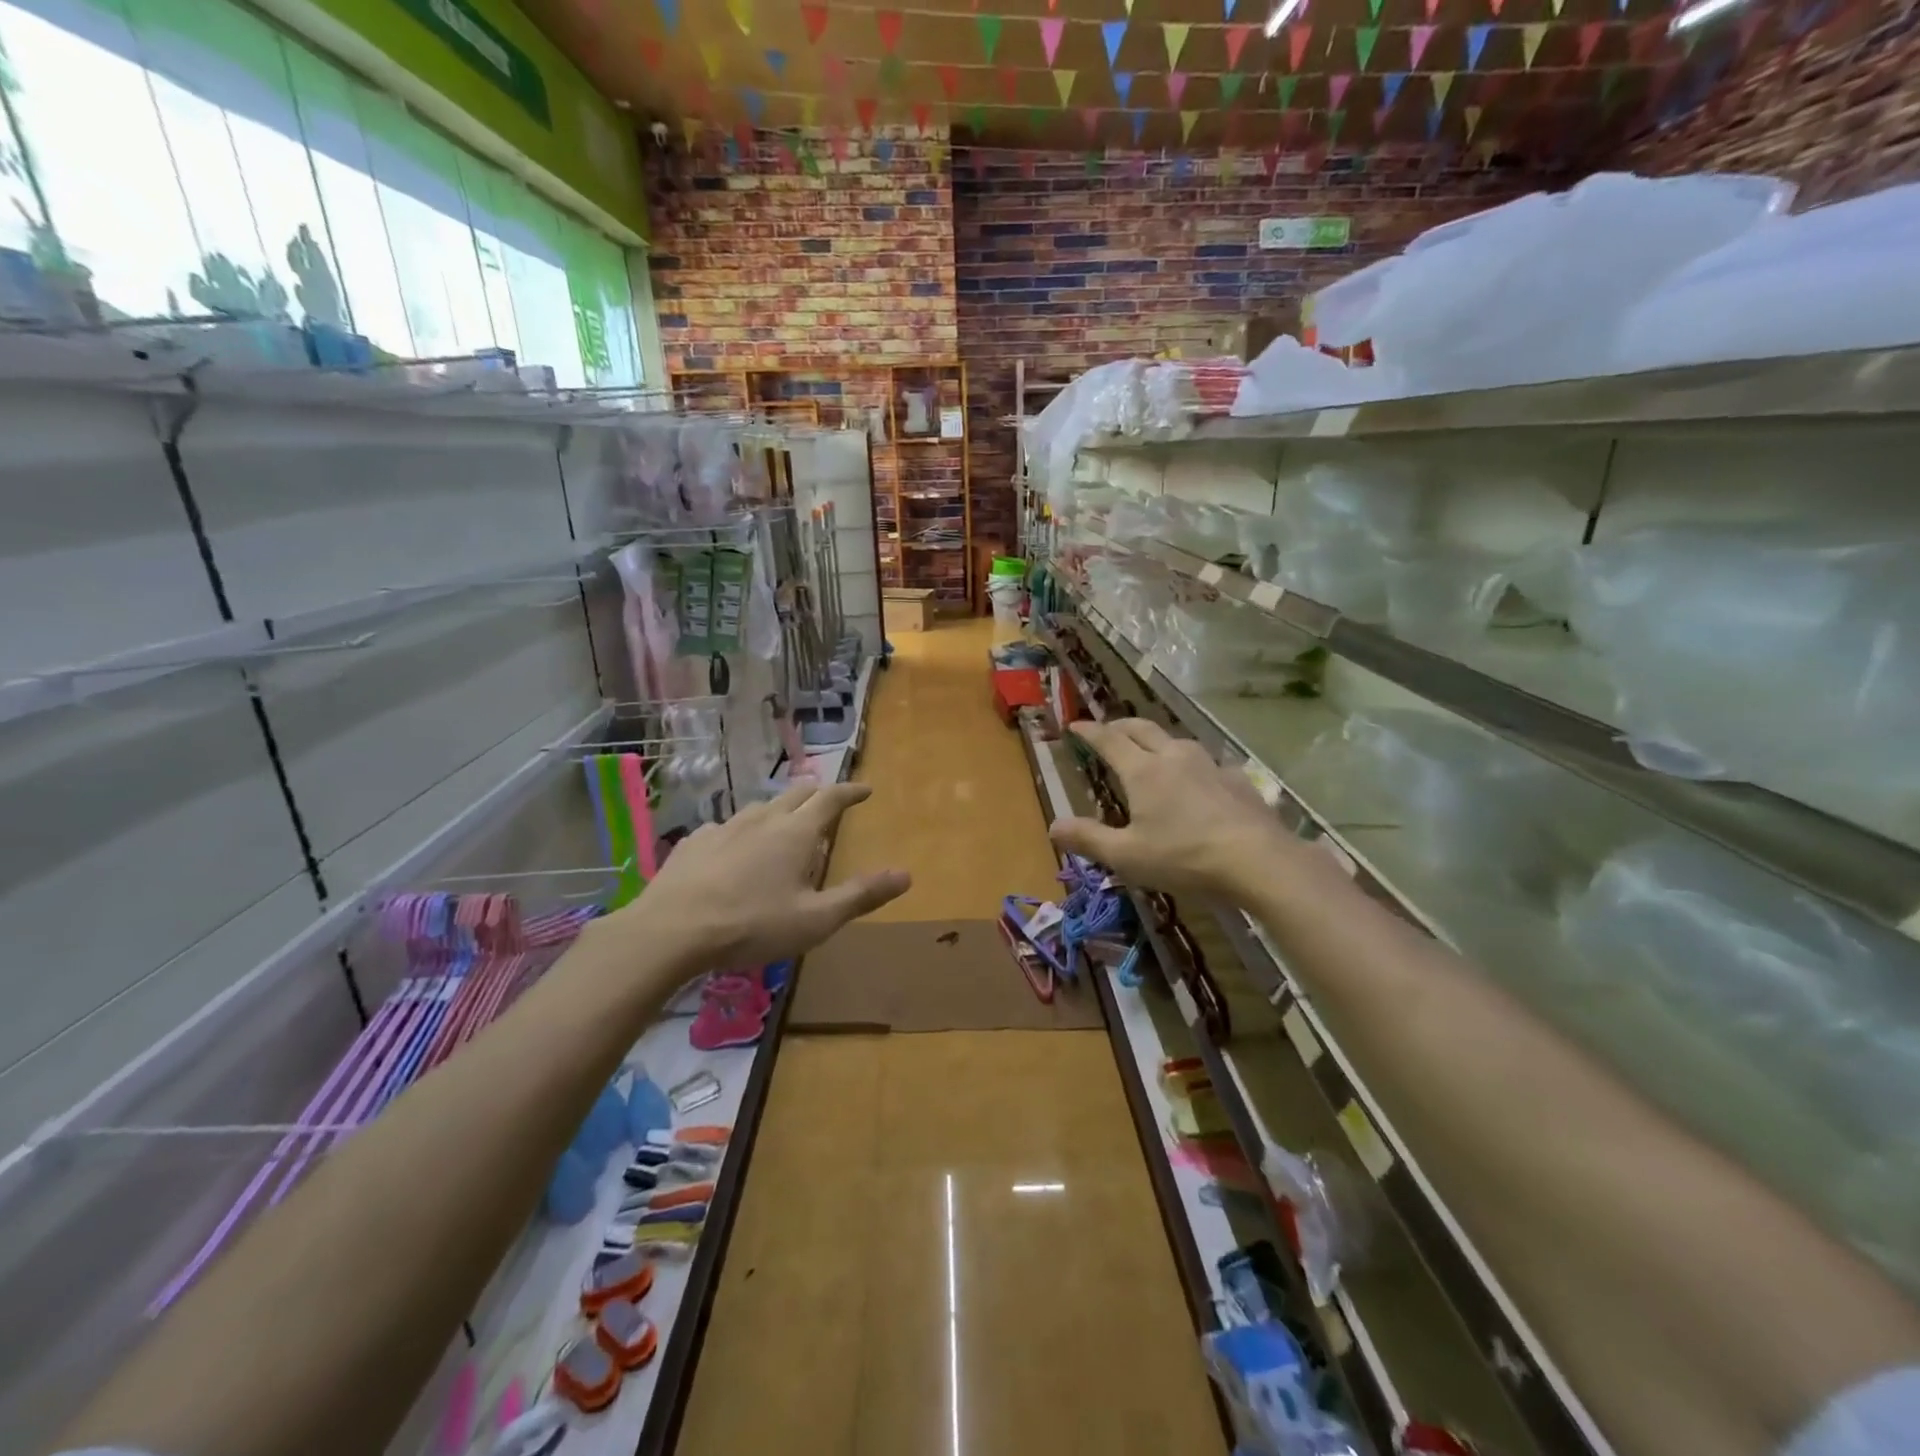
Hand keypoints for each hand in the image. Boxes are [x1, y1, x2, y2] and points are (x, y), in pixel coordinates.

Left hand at [598, 782, 909, 968]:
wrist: (671, 930)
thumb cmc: (753, 924)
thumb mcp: (816, 919)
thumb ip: (861, 895)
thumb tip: (906, 874)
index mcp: (796, 832)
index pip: (831, 798)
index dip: (851, 791)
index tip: (865, 789)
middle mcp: (763, 819)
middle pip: (796, 794)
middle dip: (817, 794)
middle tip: (829, 802)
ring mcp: (724, 827)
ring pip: (759, 808)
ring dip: (779, 811)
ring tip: (783, 826)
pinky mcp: (694, 842)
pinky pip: (726, 828)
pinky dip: (742, 832)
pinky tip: (734, 850)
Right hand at [1049, 719, 1296, 898]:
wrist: (1258, 859)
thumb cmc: (1184, 857)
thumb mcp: (1127, 856)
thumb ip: (1089, 839)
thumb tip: (1053, 825)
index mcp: (1143, 771)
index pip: (1108, 740)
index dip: (1089, 731)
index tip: (1075, 725)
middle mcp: (1174, 757)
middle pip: (1142, 729)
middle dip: (1120, 726)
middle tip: (1108, 729)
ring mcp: (1209, 765)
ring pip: (1176, 741)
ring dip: (1157, 740)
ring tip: (1151, 751)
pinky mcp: (1236, 779)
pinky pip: (1207, 762)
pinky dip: (1191, 764)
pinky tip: (1199, 780)